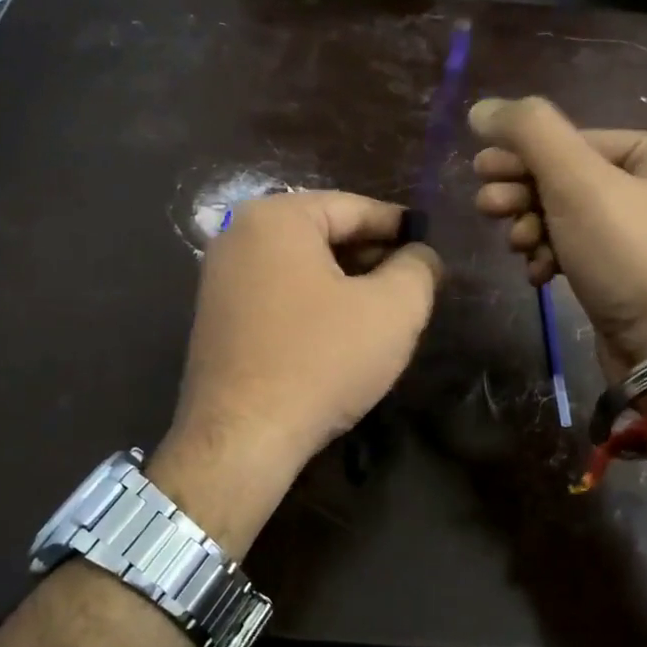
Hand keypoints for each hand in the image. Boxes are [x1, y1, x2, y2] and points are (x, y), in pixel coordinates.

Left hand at [149, 191, 441, 556]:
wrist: (241, 439)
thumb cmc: (320, 362)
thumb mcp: (392, 310)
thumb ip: (418, 268)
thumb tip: (421, 254)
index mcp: (276, 217)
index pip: (354, 207)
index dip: (400, 226)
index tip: (430, 245)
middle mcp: (237, 234)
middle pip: (323, 233)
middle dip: (371, 255)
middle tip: (411, 282)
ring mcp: (218, 276)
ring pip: (300, 265)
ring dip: (344, 282)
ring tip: (382, 308)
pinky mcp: (215, 316)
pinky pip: (277, 292)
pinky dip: (312, 302)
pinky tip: (338, 331)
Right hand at [470, 97, 646, 380]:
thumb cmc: (630, 256)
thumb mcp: (577, 182)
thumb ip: (529, 133)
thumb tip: (483, 107)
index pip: (576, 140)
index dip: (522, 154)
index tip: (479, 172)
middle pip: (571, 178)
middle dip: (524, 194)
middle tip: (487, 207)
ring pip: (570, 217)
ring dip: (534, 228)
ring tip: (518, 246)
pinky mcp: (632, 275)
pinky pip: (582, 251)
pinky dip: (554, 258)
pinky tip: (539, 275)